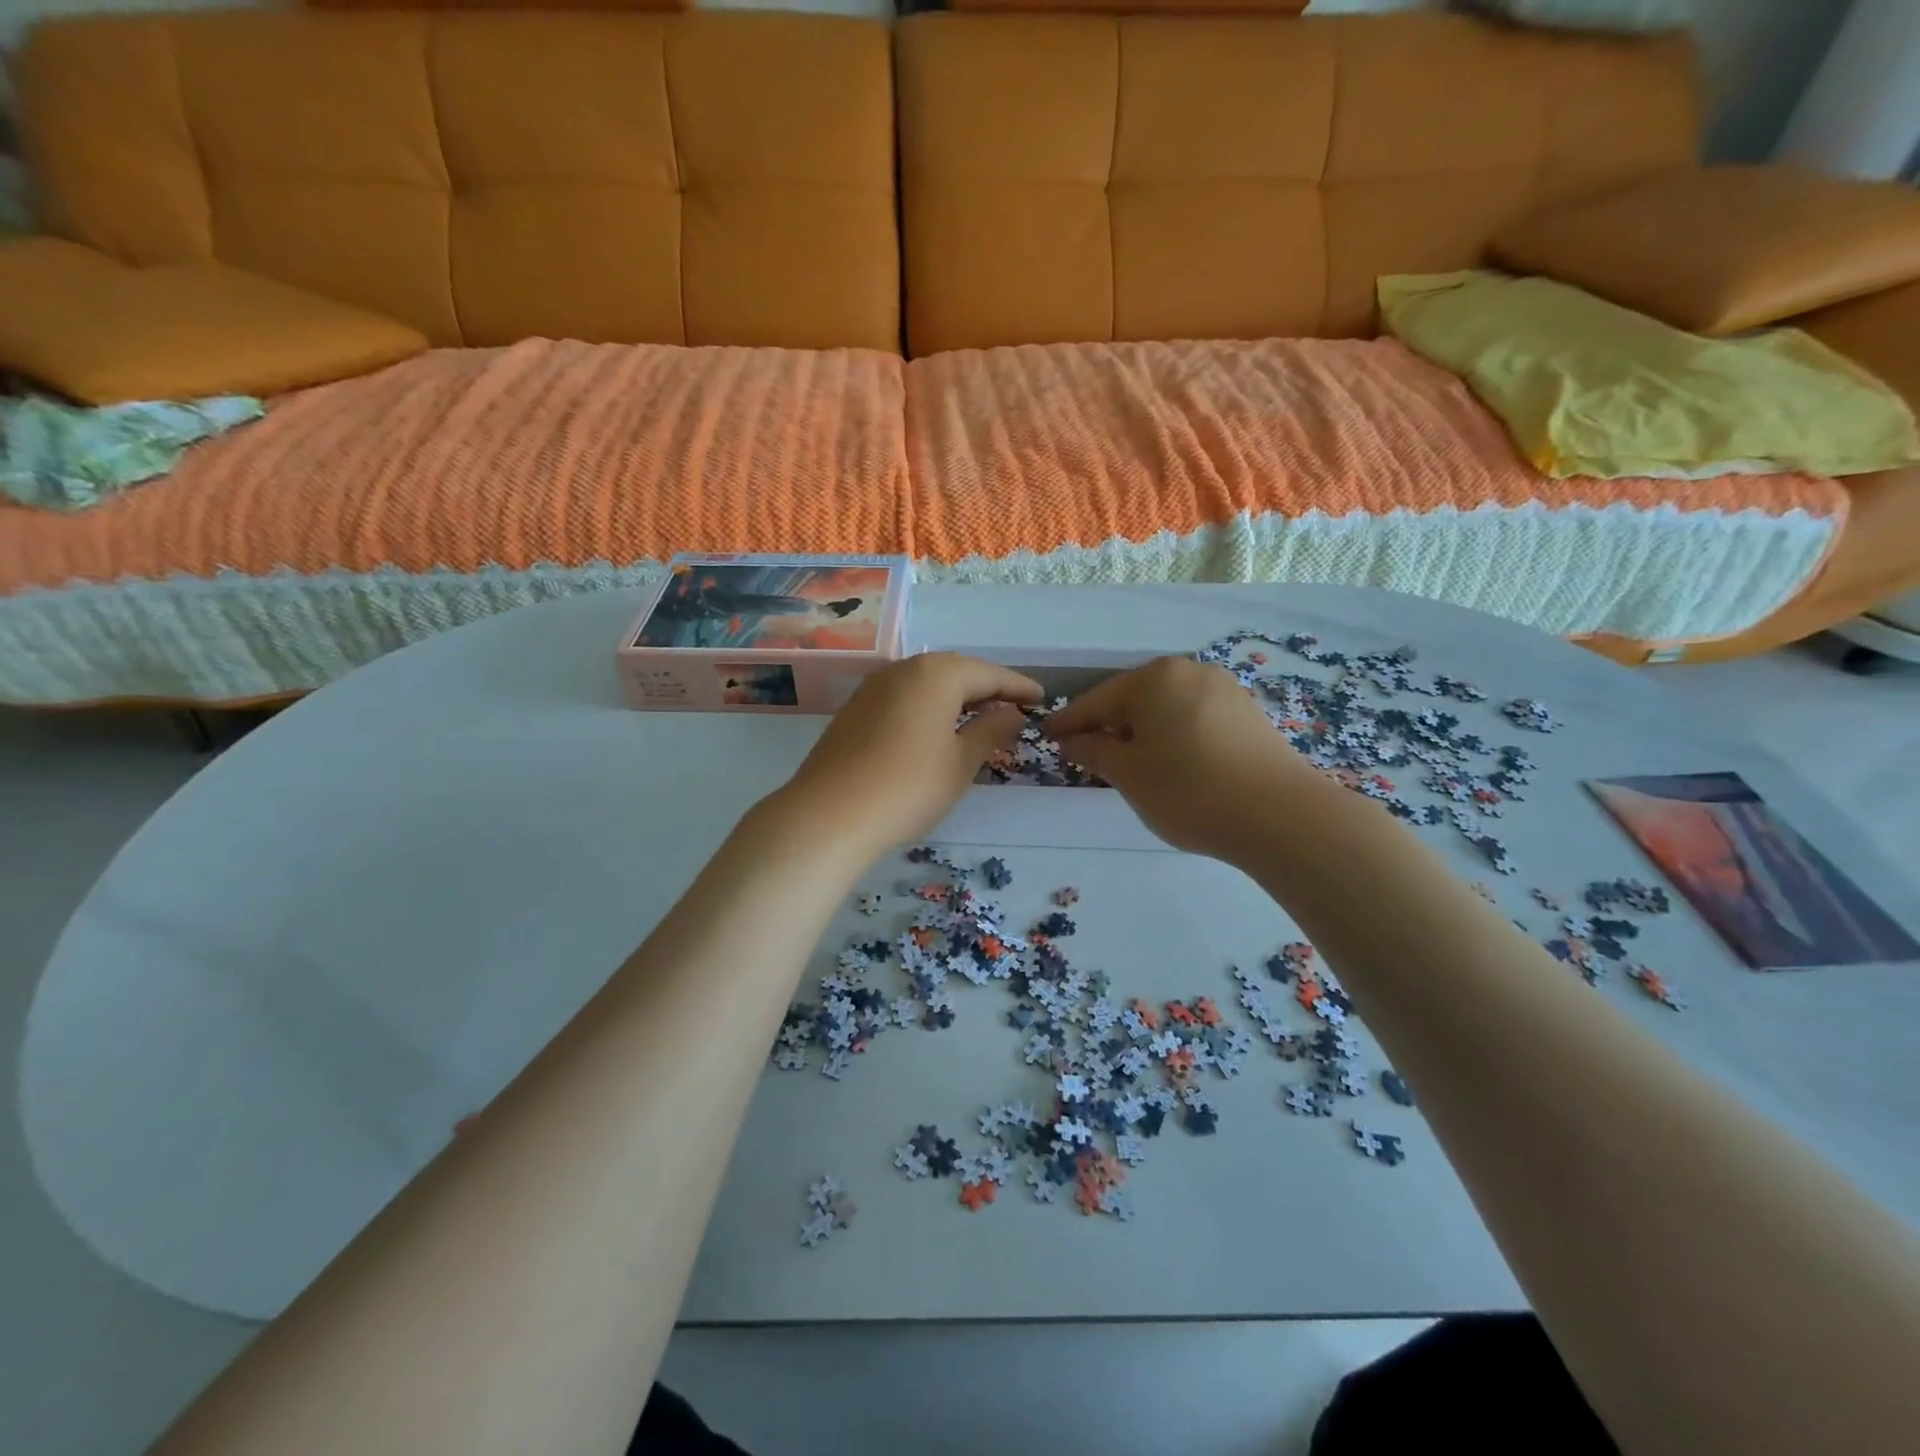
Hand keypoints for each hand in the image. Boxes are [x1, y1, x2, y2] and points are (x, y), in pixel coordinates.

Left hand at [768, 653, 1042, 860]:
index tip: (1041, 699)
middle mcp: (903, 669)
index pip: (988, 674)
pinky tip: (935, 729)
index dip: (1017, 687)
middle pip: (955, 672)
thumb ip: (991, 731)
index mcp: (936, 674)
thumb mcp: (961, 762)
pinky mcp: (854, 710)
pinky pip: (903, 698)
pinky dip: (928, 708)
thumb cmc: (909, 786)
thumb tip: (1011, 713)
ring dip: (956, 698)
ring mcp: (873, 688)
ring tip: (979, 718)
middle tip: (1013, 708)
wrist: (829, 815)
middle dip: (986, 688)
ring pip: (926, 684)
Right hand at [1047, 656, 1314, 860]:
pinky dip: (1172, 736)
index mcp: (1153, 678)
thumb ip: (1094, 752)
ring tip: (1127, 762)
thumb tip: (1072, 741)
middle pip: (1133, 699)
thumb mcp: (1128, 774)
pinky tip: (1170, 762)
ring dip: (1141, 732)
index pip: (1097, 700)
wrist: (1280, 815)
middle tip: (1085, 752)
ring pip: (1166, 708)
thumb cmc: (1187, 790)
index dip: (1069, 722)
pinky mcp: (1247, 714)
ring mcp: (1223, 690)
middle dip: (1108, 726)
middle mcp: (1189, 672)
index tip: (1047, 736)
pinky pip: (1193, 718)